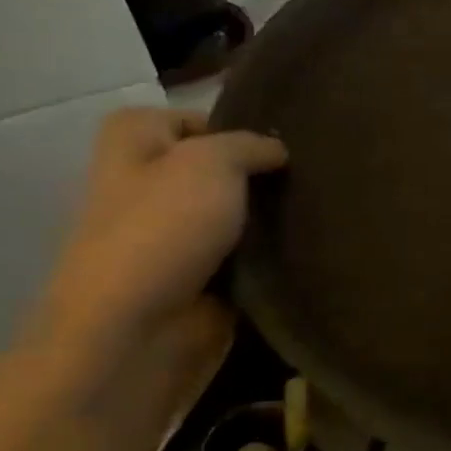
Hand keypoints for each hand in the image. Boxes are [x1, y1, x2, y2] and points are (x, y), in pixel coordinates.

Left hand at [36, 108, 287, 355]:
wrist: (137, 330)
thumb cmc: (163, 228)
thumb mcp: (212, 162)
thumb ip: (251, 145)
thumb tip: (278, 150)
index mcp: (132, 141)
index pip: (197, 120)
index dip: (239, 129)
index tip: (285, 145)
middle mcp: (146, 182)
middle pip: (219, 168)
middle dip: (260, 175)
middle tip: (311, 177)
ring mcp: (171, 235)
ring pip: (235, 213)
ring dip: (268, 217)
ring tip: (317, 210)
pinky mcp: (197, 278)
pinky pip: (244, 255)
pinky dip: (268, 256)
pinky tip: (304, 248)